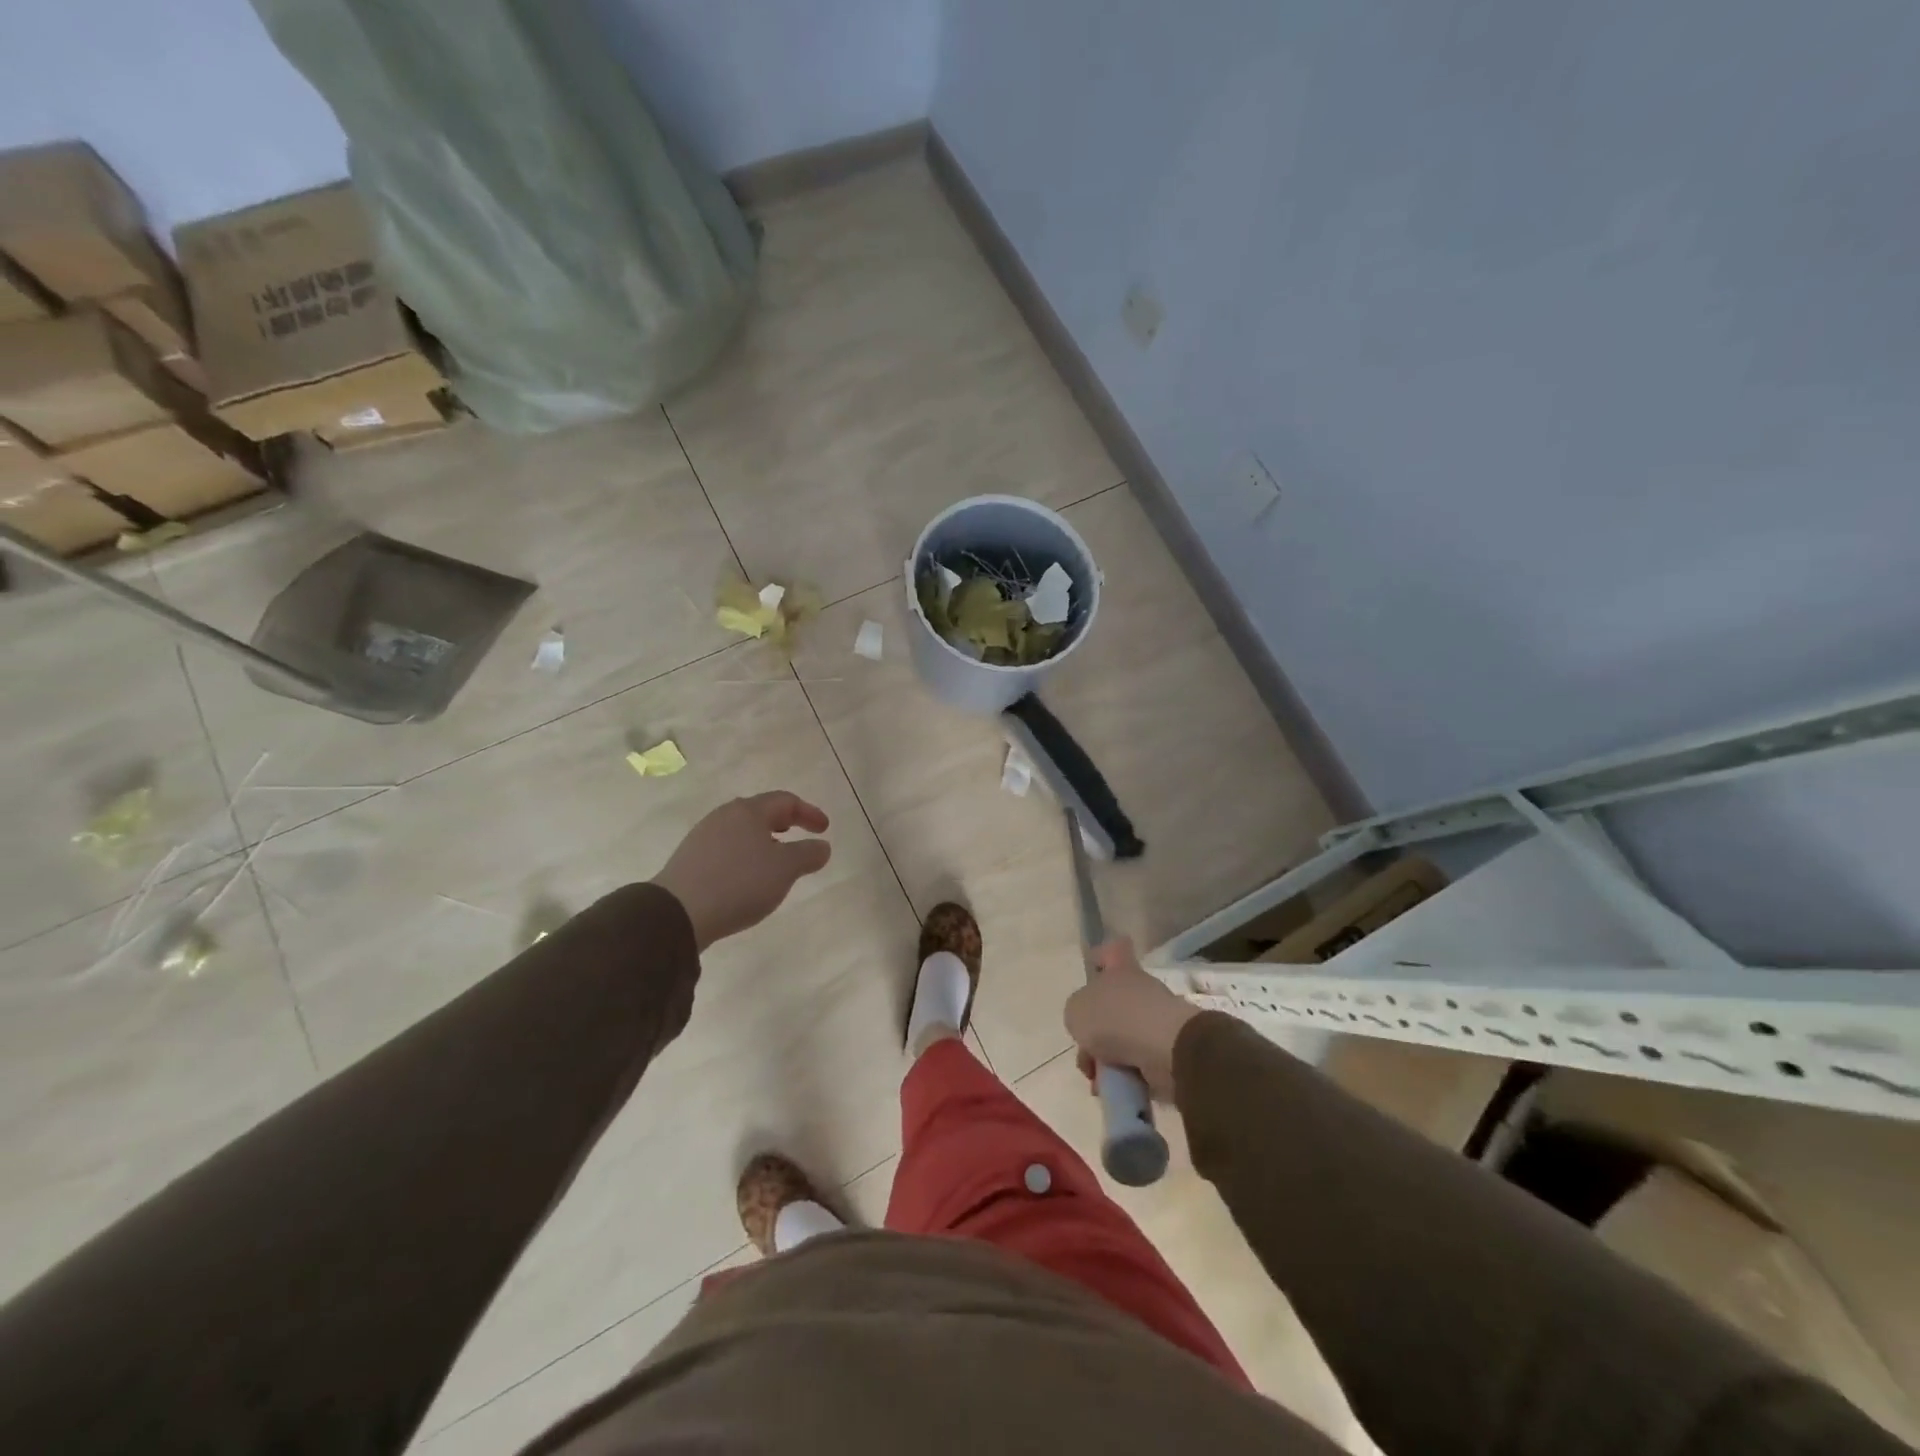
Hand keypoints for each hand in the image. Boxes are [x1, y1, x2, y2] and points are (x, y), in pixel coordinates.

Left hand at [652, 791, 831, 949]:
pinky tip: (747, 877)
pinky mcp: (690, 858)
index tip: (825, 829)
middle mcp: (725, 816)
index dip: (809, 813)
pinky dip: (745, 855)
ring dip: (764, 840)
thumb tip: (822, 846)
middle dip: (785, 823)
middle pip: (761, 812)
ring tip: (775, 861)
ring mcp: (703, 836)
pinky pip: (726, 848)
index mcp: (749, 811)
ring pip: (742, 830)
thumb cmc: (740, 882)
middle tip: (800, 836)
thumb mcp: (785, 869)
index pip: (786, 801)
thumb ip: (808, 854)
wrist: (678, 912)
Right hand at [1063, 937, 1198, 1101]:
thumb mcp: (1076, 1011)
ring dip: (1107, 1059)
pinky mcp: (1168, 1049)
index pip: (1112, 951)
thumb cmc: (1115, 1018)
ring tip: (1099, 1081)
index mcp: (1119, 970)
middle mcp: (1139, 989)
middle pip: (1111, 1005)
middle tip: (1085, 1056)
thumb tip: (1088, 1024)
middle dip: (1094, 1034)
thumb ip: (1077, 1013)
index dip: (1101, 957)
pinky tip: (1115, 1089)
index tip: (1092, 975)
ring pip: (1122, 1037)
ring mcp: (1156, 1019)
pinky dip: (1126, 1075)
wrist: (1164, 1048)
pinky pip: (1139, 1061)